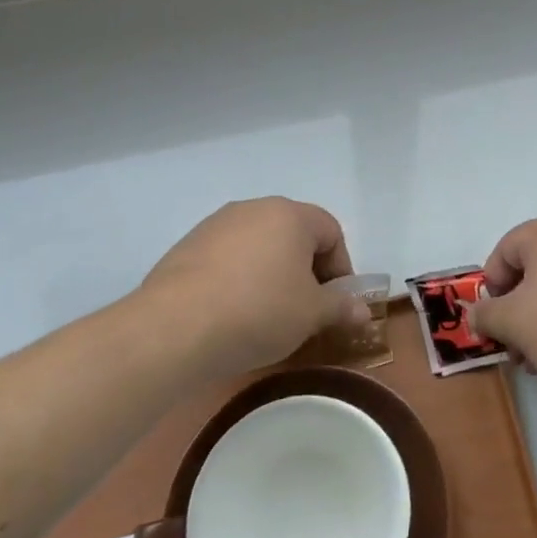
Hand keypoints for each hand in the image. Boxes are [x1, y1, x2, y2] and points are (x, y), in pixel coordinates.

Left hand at [137, 198, 366, 378]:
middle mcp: (254, 208)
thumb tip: (363, 310)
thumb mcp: (311, 315)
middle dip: (305, 270)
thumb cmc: (258, 312)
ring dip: (270, 274)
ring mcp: (216, 225)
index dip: (341, 268)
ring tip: (265, 315)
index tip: (335, 303)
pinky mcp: (186, 247)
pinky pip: (227, 259)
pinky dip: (238, 279)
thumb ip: (341, 307)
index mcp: (290, 215)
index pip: (331, 232)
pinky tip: (230, 313)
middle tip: (304, 309)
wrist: (173, 328)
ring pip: (259, 246)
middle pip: (294, 235)